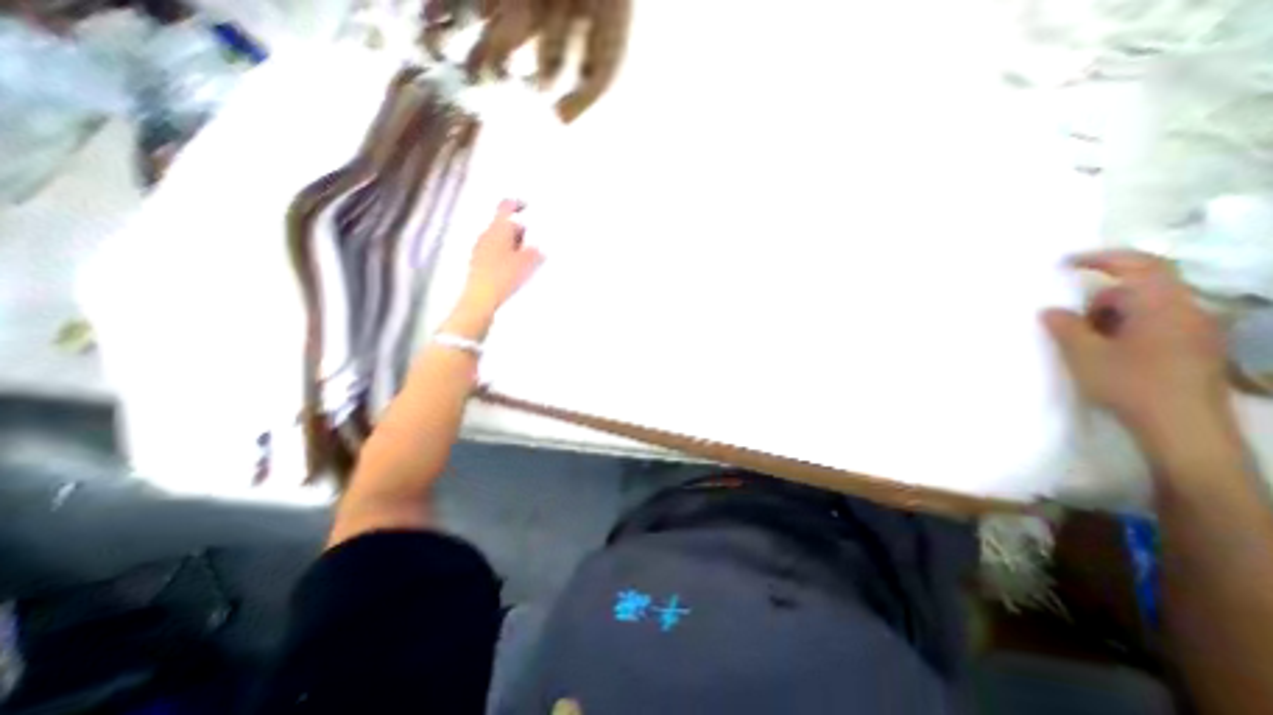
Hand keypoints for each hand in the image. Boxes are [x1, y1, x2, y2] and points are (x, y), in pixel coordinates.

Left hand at [457, 200, 540, 323]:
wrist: (481, 298)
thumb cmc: (503, 276)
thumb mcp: (527, 262)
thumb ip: (535, 251)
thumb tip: (539, 247)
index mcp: (498, 229)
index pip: (506, 207)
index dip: (518, 204)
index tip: (527, 207)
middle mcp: (486, 234)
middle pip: (504, 224)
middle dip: (520, 231)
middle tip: (533, 241)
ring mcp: (480, 248)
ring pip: (500, 239)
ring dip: (513, 244)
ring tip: (526, 258)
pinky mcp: (478, 262)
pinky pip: (495, 252)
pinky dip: (506, 255)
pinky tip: (514, 269)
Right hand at [1043, 251, 1234, 448]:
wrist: (1183, 429)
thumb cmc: (1130, 385)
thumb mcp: (1084, 355)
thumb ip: (1065, 327)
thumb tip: (1051, 310)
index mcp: (1165, 308)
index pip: (1141, 266)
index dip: (1102, 258)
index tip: (1065, 263)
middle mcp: (1188, 313)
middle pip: (1140, 290)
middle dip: (1099, 301)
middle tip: (1069, 323)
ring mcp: (1196, 333)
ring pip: (1146, 310)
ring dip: (1110, 319)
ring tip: (1086, 344)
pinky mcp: (1194, 351)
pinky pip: (1154, 327)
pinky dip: (1124, 331)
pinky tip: (1108, 354)